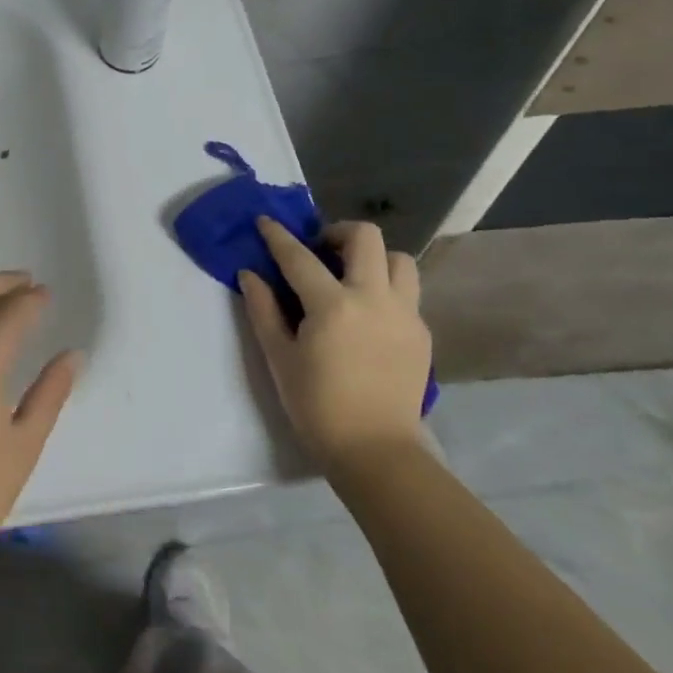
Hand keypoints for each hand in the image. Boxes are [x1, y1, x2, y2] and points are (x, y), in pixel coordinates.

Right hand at [238, 218, 431, 471]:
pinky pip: (407, 292)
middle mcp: (374, 298)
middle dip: (337, 232)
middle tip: (318, 250)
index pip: (299, 257)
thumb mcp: (279, 357)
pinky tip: (366, 313)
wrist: (375, 450)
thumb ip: (263, 309)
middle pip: (366, 237)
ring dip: (372, 257)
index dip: (278, 236)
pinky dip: (385, 288)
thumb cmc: (316, 406)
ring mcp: (405, 314)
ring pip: (399, 260)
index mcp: (333, 305)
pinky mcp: (421, 333)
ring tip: (350, 277)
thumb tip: (250, 274)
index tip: (265, 221)